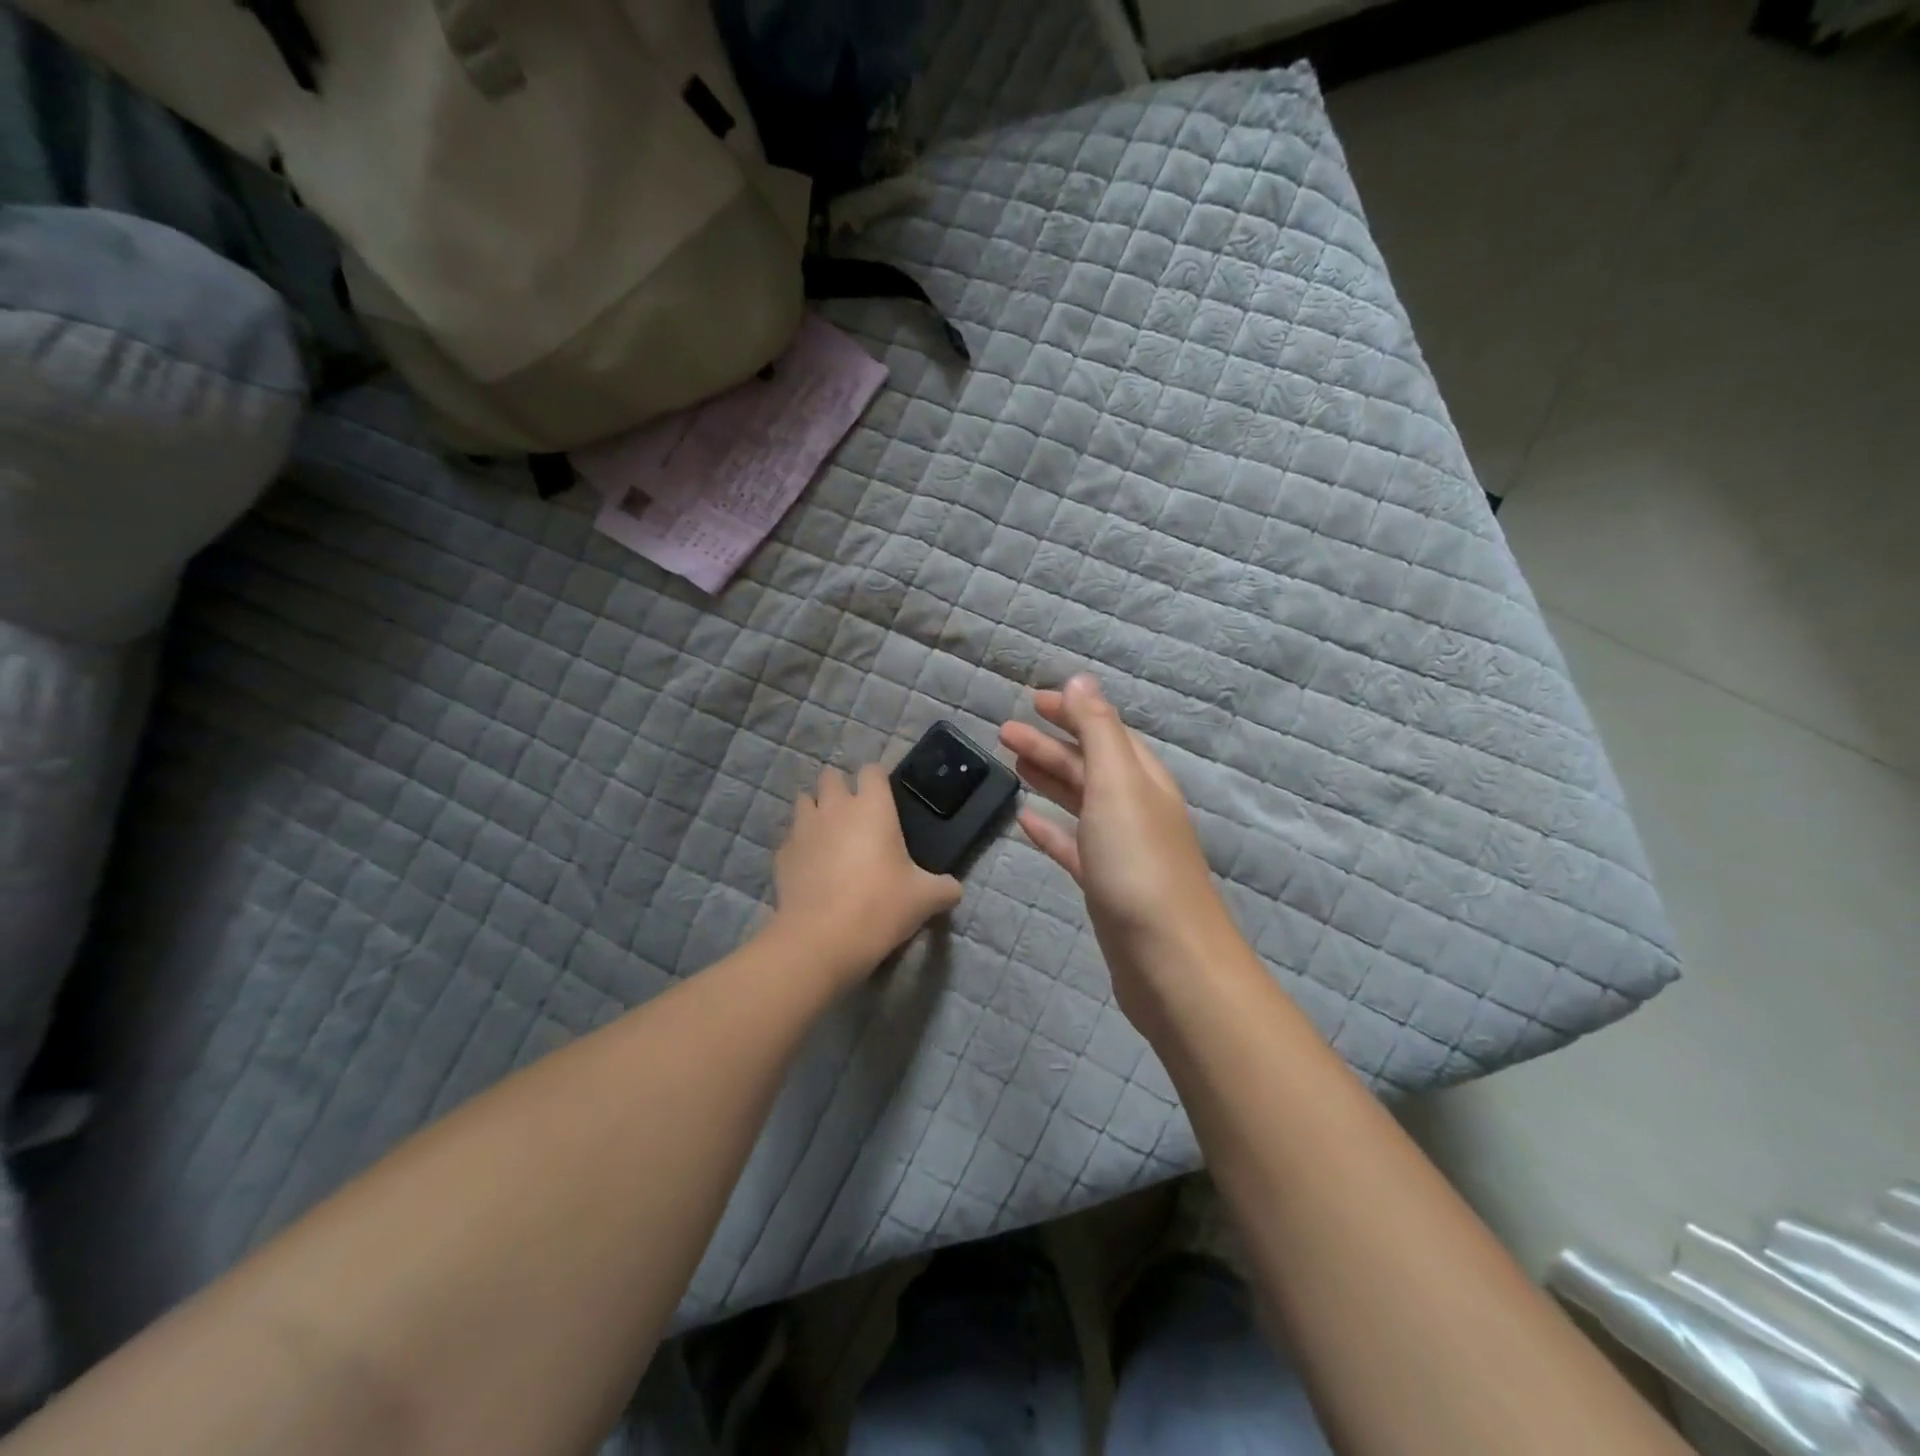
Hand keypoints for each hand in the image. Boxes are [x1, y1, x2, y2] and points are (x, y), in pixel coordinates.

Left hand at [772, 763, 962, 984]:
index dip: (878, 779)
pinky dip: (800, 844)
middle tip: (854, 814)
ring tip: (828, 833)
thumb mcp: (925, 899)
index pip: (872, 770)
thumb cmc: (880, 906)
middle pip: (830, 776)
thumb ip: (944, 888)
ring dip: (815, 809)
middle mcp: (835, 808)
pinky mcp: (782, 853)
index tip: (885, 797)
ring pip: (804, 800)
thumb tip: (954, 889)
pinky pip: (790, 837)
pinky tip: (810, 865)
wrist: (821, 939)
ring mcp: (803, 828)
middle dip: (840, 787)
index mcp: (872, 808)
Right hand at [1000, 676, 1236, 1010]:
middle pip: (1089, 764)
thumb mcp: (1117, 784)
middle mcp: (1135, 808)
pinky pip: (1073, 845)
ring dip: (1048, 779)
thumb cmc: (1139, 863)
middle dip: (1049, 744)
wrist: (1168, 960)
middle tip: (1003, 732)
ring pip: (1080, 802)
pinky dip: (1050, 829)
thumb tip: (1080, 679)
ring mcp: (1121, 849)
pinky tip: (1025, 821)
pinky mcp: (1105, 886)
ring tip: (1011, 765)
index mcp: (1143, 778)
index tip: (1031, 700)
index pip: (1105, 730)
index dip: (1071, 711)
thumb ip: (1097, 729)